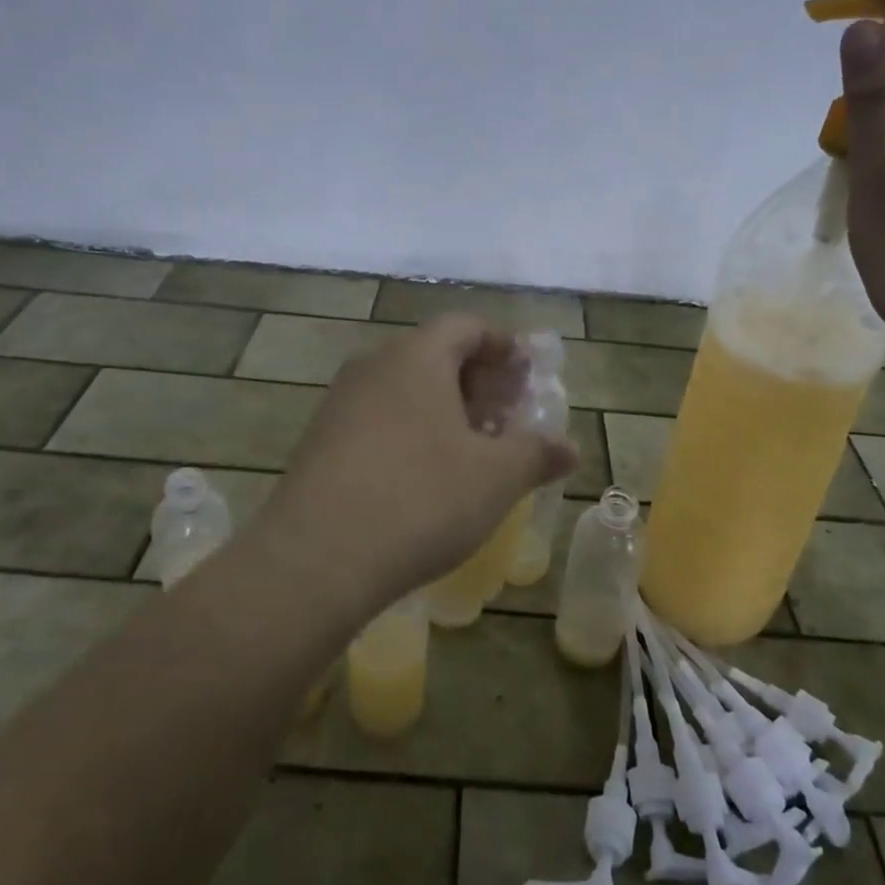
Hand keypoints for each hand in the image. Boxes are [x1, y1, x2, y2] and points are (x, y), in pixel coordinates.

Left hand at [261, 315, 576, 614]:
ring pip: (403, 389)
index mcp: (417, 357)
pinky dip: (410, 432)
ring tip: (471, 451)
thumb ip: (536, 453)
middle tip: (506, 417)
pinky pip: (377, 419)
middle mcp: (373, 366)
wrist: (316, 558)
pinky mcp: (319, 442)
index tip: (525, 375)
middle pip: (433, 355)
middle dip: (476, 381)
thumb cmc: (421, 499)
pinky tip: (424, 477)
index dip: (502, 345)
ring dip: (443, 410)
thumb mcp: (496, 477)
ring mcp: (339, 404)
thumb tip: (568, 448)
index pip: (465, 326)